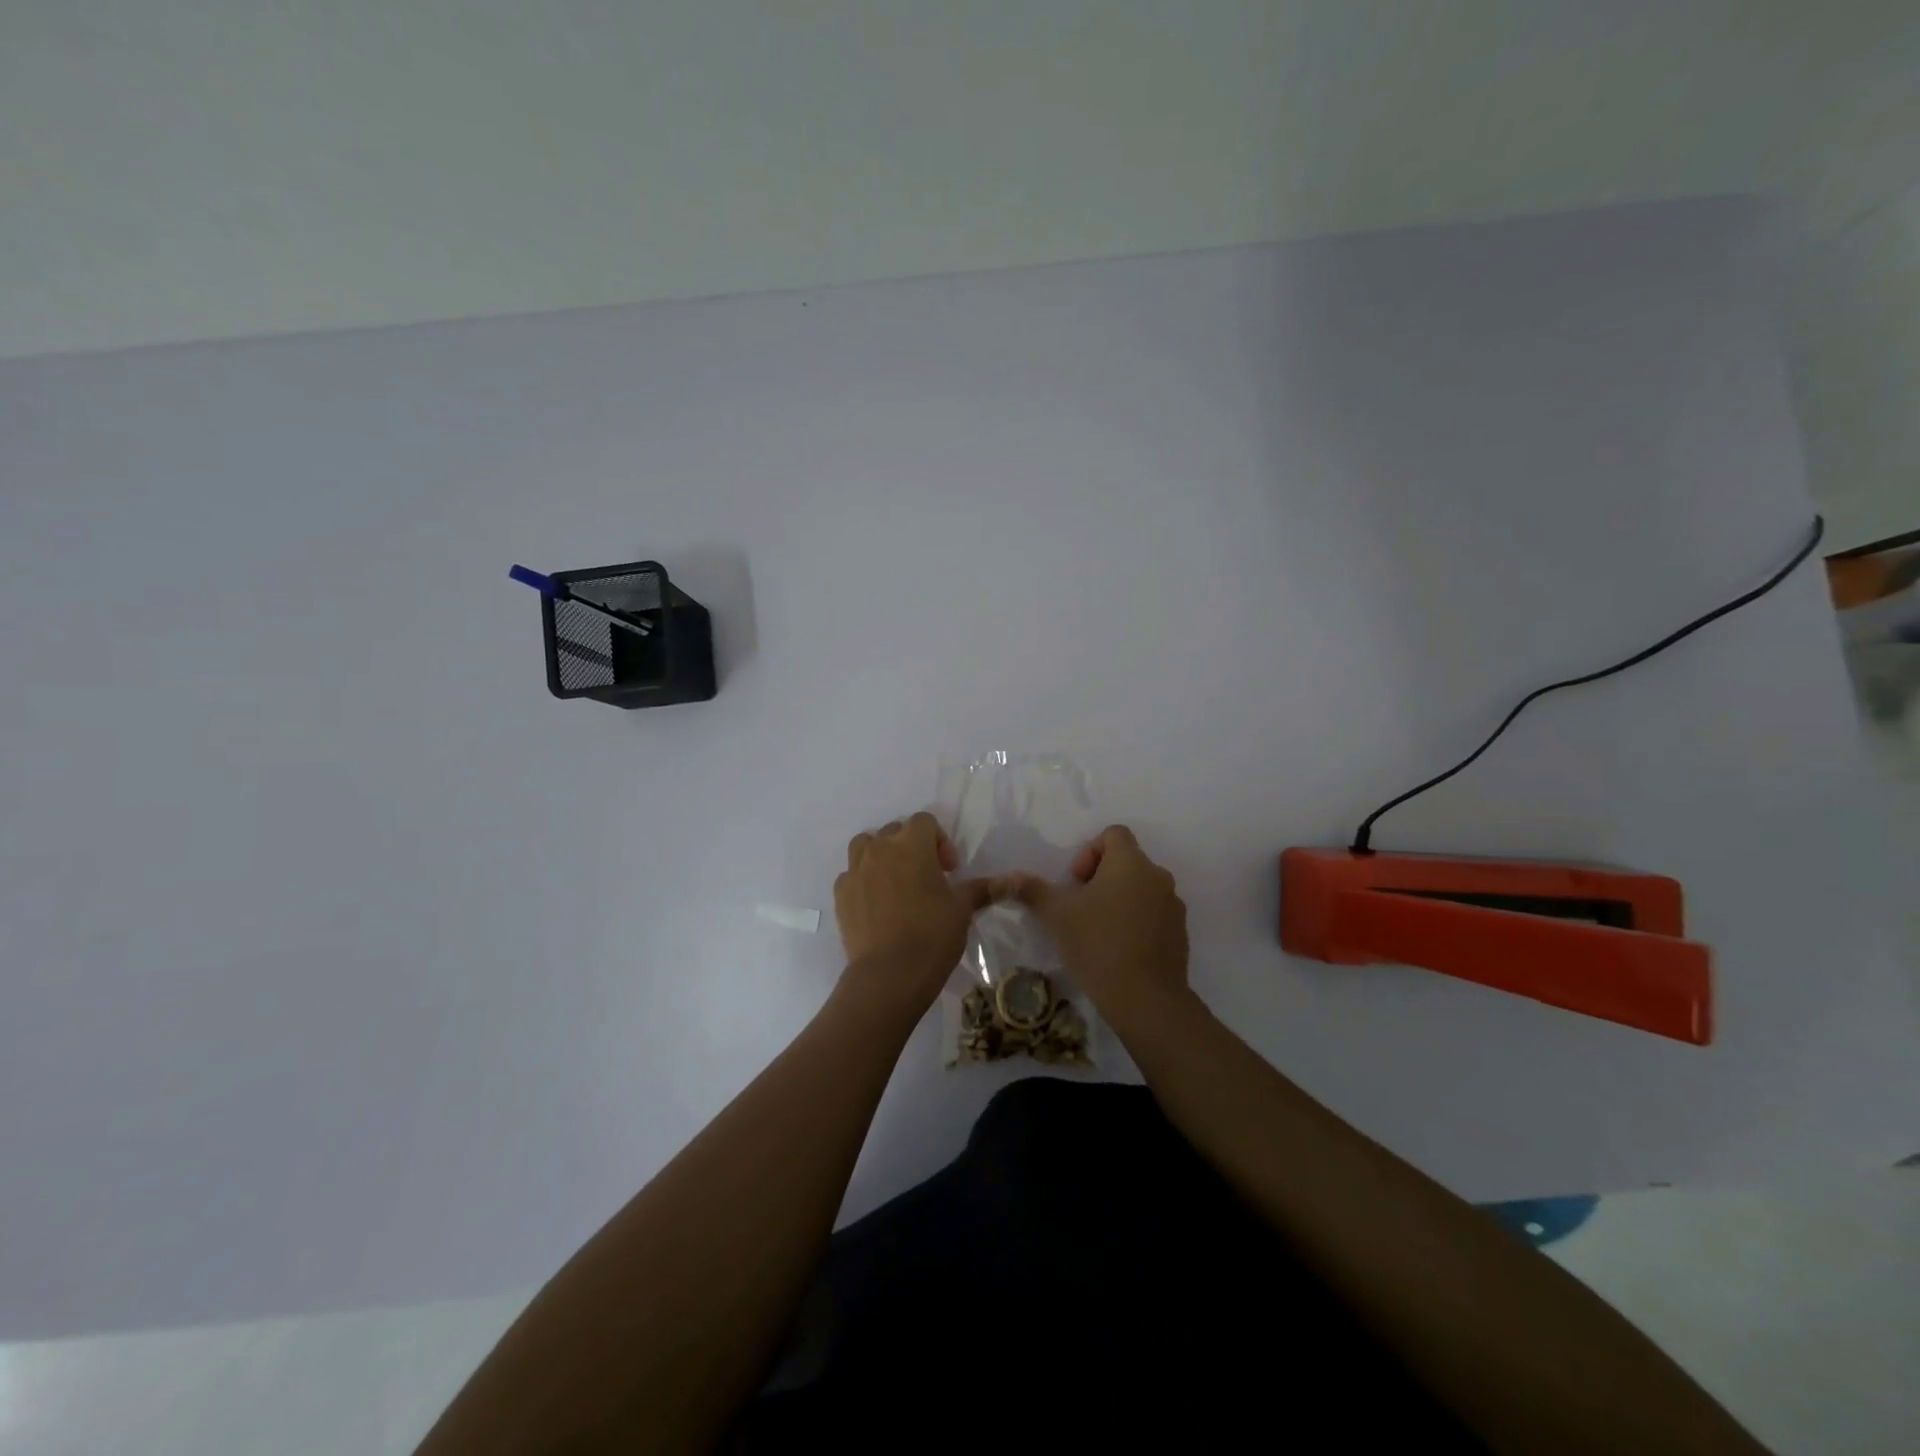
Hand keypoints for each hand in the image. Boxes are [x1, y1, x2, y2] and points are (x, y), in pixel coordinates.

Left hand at [834, 812, 996, 1015]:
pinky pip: (851, 875)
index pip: (925, 821)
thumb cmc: (932, 935)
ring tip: (896, 882)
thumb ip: (982, 888)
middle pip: (895, 831)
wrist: (888, 975)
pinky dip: (864, 881)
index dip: (940, 841)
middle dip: (912, 847)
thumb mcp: (962, 909)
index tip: (948, 870)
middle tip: (927, 877)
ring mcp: (856, 870)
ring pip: (866, 846)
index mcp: (912, 844)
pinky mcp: (840, 894)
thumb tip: (1013, 879)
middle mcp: (880, 849)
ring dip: (881, 856)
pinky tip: (876, 905)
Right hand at [1008, 825, 1188, 1022]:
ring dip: (1119, 900)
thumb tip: (1008, 877)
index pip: (1113, 834)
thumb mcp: (1057, 915)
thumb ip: (1033, 891)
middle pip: (1127, 861)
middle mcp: (1158, 876)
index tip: (1077, 882)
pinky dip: (1136, 922)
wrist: (1145, 998)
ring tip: (1098, 931)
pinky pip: (1154, 914)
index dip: (1090, 851)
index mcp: (1131, 862)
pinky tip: (1119, 950)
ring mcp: (1173, 905)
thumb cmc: (1098, 944)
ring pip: (1141, 889)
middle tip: (1081, 908)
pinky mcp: (1180, 933)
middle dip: (1101, 878)